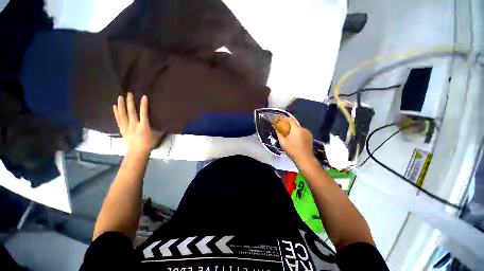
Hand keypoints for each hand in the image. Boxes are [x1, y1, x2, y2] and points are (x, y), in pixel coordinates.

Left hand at [113, 93, 163, 154]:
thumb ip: (160, 129)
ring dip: (121, 105)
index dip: (144, 105)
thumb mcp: (157, 136)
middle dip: (130, 102)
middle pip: (131, 112)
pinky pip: (118, 119)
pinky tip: (114, 107)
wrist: (137, 152)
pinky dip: (116, 112)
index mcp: (144, 126)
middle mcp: (134, 125)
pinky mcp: (122, 129)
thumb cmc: (149, 144)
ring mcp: (127, 127)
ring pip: (122, 114)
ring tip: (120, 97)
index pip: (144, 113)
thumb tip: (165, 124)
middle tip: (129, 93)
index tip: (143, 97)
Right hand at [275, 117, 314, 163]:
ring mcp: (308, 132)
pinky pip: (302, 132)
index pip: (290, 119)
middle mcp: (303, 128)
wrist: (305, 158)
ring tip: (289, 136)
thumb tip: (275, 126)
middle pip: (294, 124)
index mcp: (296, 129)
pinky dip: (298, 133)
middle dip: (288, 126)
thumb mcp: (282, 142)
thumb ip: (279, 132)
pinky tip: (296, 139)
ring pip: (298, 128)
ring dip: (293, 130)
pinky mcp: (310, 136)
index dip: (284, 119)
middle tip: (283, 130)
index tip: (280, 121)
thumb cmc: (292, 150)